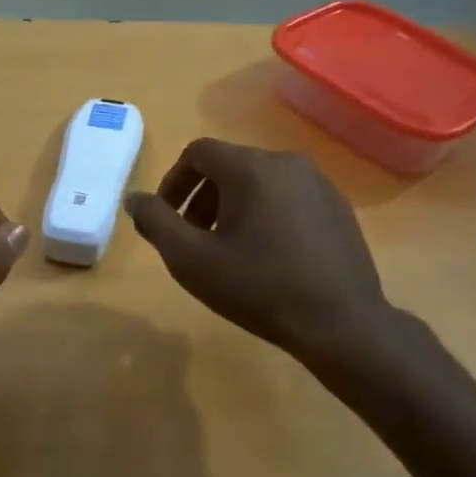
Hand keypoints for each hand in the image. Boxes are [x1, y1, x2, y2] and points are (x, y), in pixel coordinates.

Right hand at [125, 139, 391, 362]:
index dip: (173, 182)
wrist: (341, 323)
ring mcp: (319, 182)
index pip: (198, 153)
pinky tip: (269, 255)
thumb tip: (134, 199)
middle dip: (202, 198)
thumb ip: (156, 222)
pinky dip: (266, 213)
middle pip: (229, 166)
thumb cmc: (259, 288)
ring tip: (230, 249)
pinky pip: (288, 196)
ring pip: (260, 181)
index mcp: (251, 167)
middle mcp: (287, 162)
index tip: (167, 219)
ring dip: (233, 206)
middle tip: (194, 239)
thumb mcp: (192, 260)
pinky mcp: (338, 205)